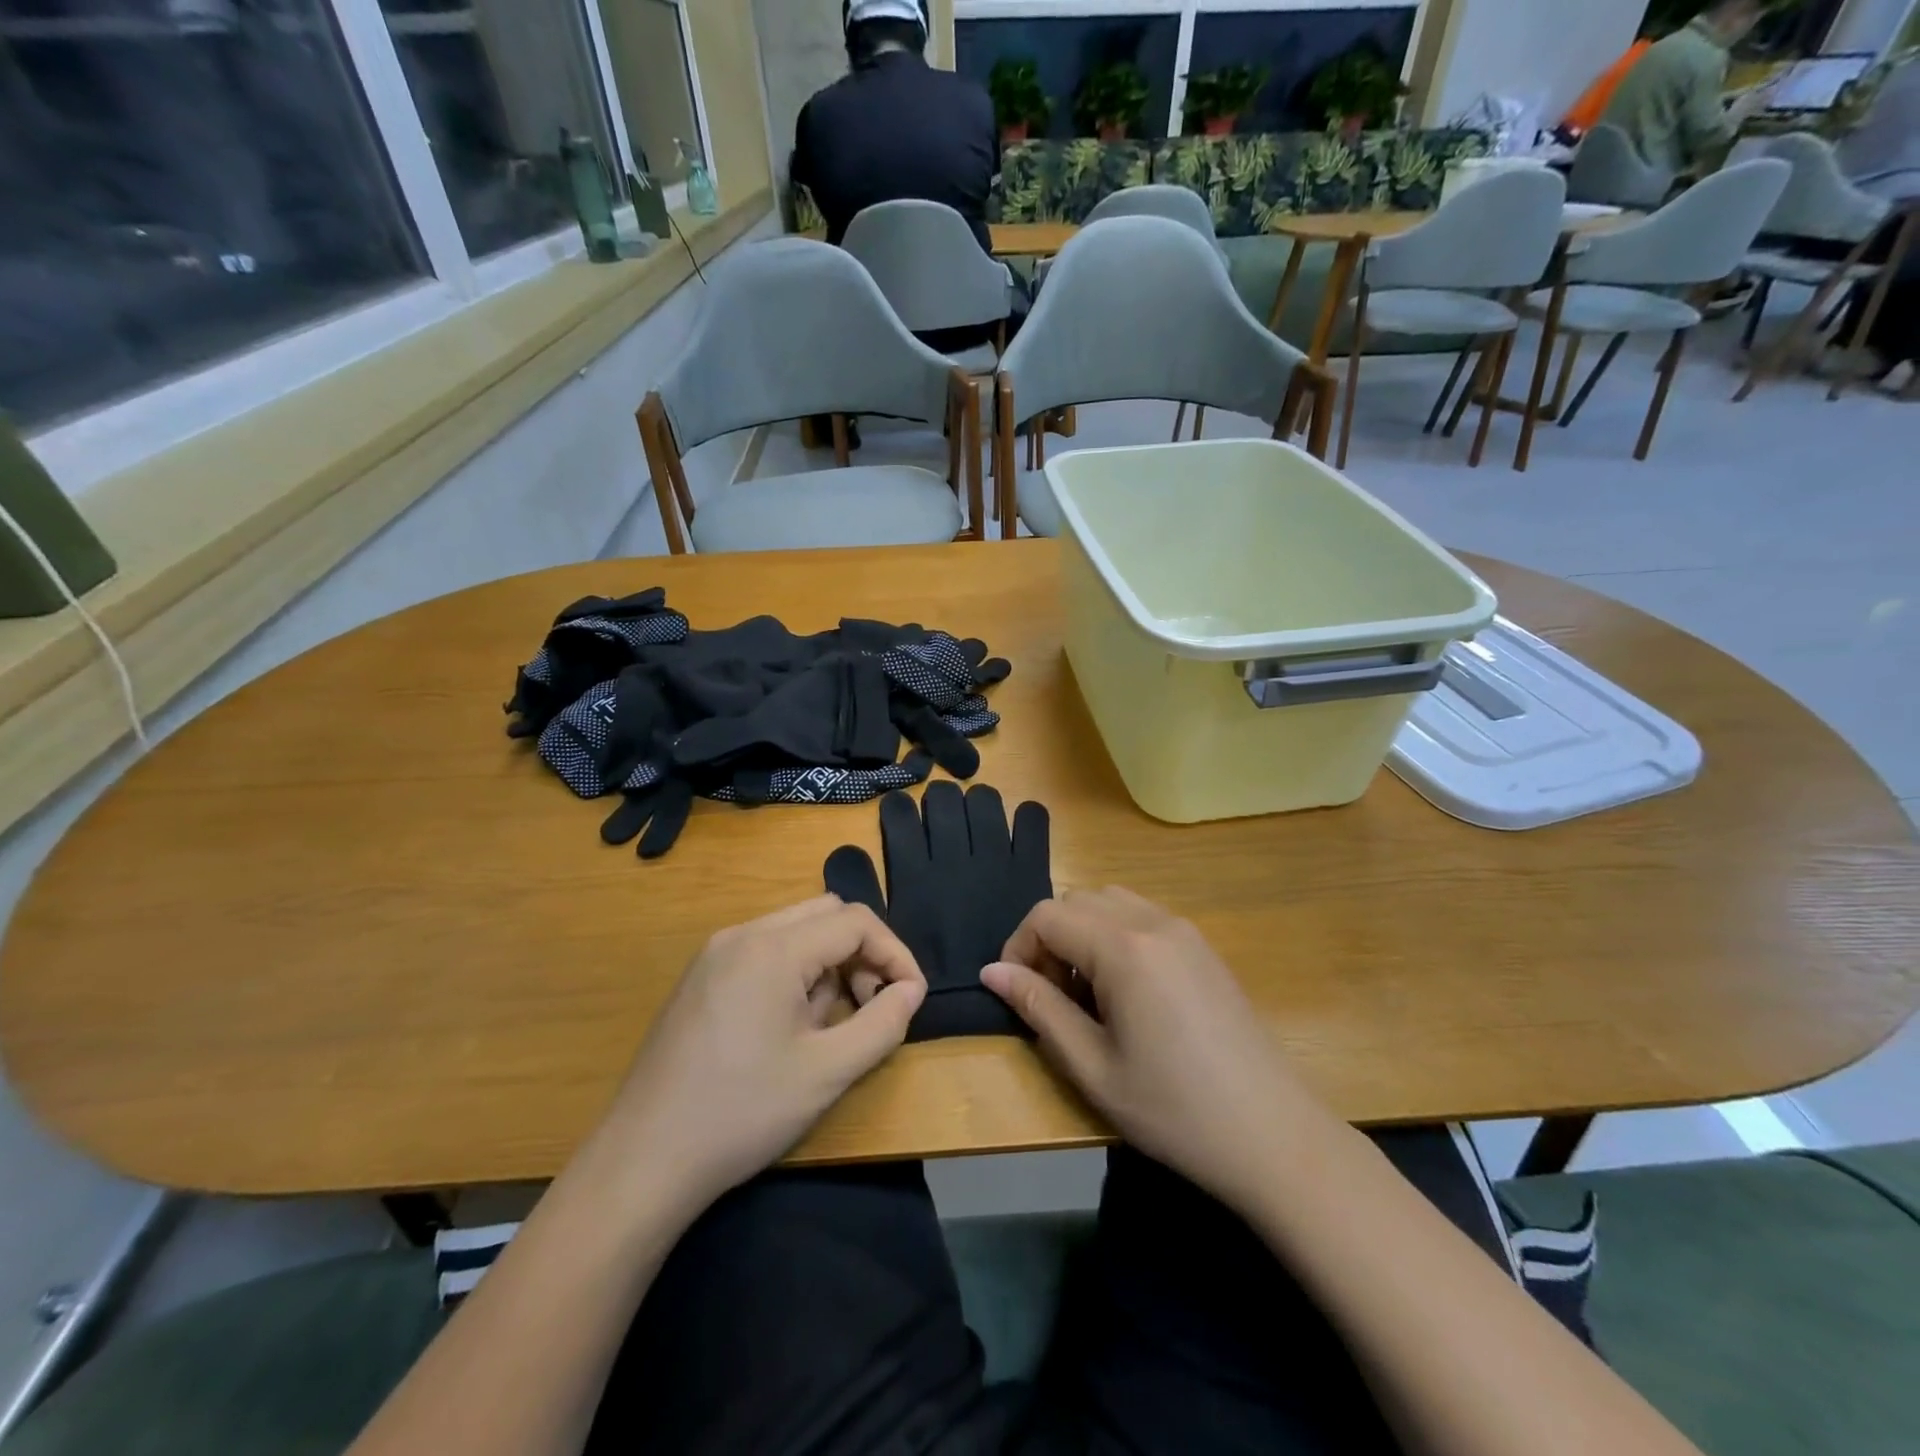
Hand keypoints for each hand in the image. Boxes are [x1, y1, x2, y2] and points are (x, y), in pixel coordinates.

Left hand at [600, 896, 925, 1215]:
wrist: (642, 1161)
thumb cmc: (742, 1113)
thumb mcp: (828, 1073)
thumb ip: (883, 1023)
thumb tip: (911, 990)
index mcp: (773, 948)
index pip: (855, 921)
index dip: (895, 953)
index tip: (911, 998)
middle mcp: (742, 934)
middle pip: (825, 914)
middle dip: (862, 952)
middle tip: (871, 1005)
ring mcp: (715, 953)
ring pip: (795, 930)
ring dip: (828, 962)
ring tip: (827, 1024)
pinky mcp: (700, 976)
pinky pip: (764, 950)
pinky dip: (795, 971)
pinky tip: (788, 1026)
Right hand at [982, 887, 1313, 1210]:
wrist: (1274, 1137)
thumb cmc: (1174, 1110)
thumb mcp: (1093, 1067)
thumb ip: (1039, 1008)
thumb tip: (991, 971)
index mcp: (1124, 948)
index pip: (1047, 915)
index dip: (1019, 947)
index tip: (1018, 994)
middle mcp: (1154, 922)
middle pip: (1078, 900)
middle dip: (1050, 938)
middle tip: (1054, 998)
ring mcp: (1185, 931)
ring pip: (1111, 902)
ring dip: (1083, 933)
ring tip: (1088, 995)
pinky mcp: (1204, 947)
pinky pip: (1143, 917)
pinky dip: (1116, 936)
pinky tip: (1127, 993)